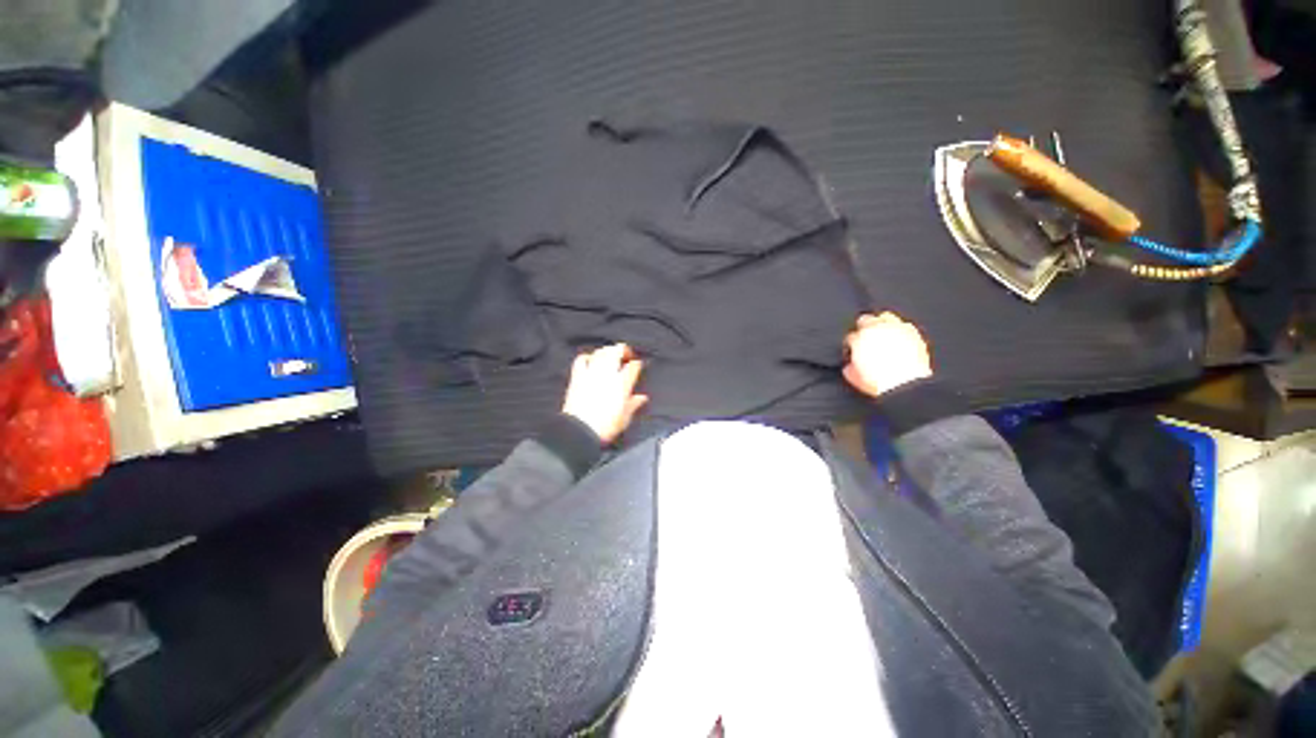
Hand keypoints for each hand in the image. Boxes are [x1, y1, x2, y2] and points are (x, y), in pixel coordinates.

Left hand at [562, 343, 648, 443]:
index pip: (633, 366)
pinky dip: (588, 357)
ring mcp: (591, 373)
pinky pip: (581, 359)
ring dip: (608, 351)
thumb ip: (634, 404)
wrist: (580, 430)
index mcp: (622, 383)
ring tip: (611, 355)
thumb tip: (642, 398)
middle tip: (627, 355)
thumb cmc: (606, 426)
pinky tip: (591, 360)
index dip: (637, 364)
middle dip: (623, 350)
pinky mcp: (577, 376)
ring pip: (601, 352)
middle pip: (616, 351)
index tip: (638, 366)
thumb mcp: (625, 418)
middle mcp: (607, 374)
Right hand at [842, 312, 932, 397]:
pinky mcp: (912, 332)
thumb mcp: (855, 378)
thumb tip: (850, 364)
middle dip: (863, 328)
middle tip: (865, 338)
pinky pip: (903, 324)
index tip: (853, 350)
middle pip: (865, 320)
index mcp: (859, 340)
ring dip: (881, 323)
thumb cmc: (878, 382)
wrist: (905, 385)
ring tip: (882, 332)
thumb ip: (849, 367)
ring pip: (885, 317)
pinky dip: (899, 329)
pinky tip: (899, 337)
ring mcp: (895, 328)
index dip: (851, 344)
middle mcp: (876, 330)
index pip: (850, 337)